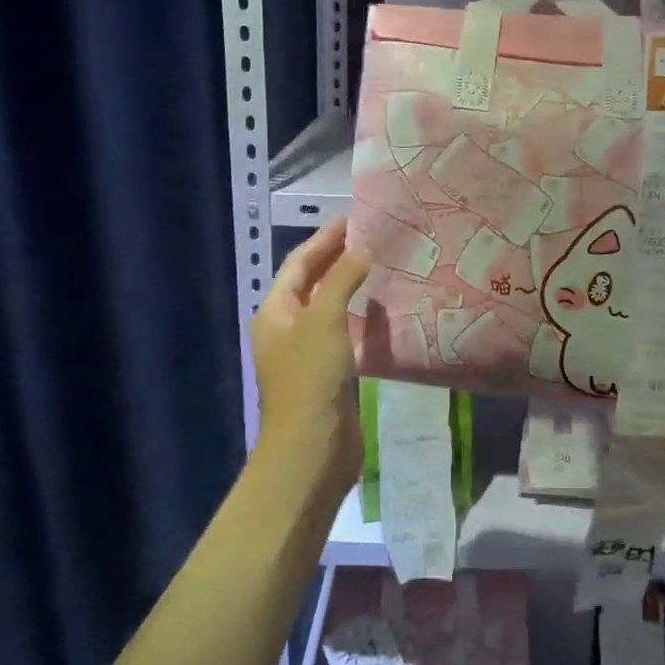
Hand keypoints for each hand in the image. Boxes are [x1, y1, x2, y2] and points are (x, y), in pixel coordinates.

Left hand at [251, 217, 371, 497]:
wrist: (312, 449)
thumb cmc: (310, 379)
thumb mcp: (324, 321)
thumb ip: (342, 279)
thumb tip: (363, 248)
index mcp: (276, 311)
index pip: (300, 262)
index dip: (326, 238)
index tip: (357, 216)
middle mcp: (288, 327)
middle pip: (315, 282)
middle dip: (341, 258)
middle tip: (377, 236)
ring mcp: (310, 351)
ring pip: (333, 307)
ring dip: (355, 286)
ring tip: (387, 264)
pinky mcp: (332, 371)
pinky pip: (348, 332)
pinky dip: (365, 316)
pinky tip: (389, 307)